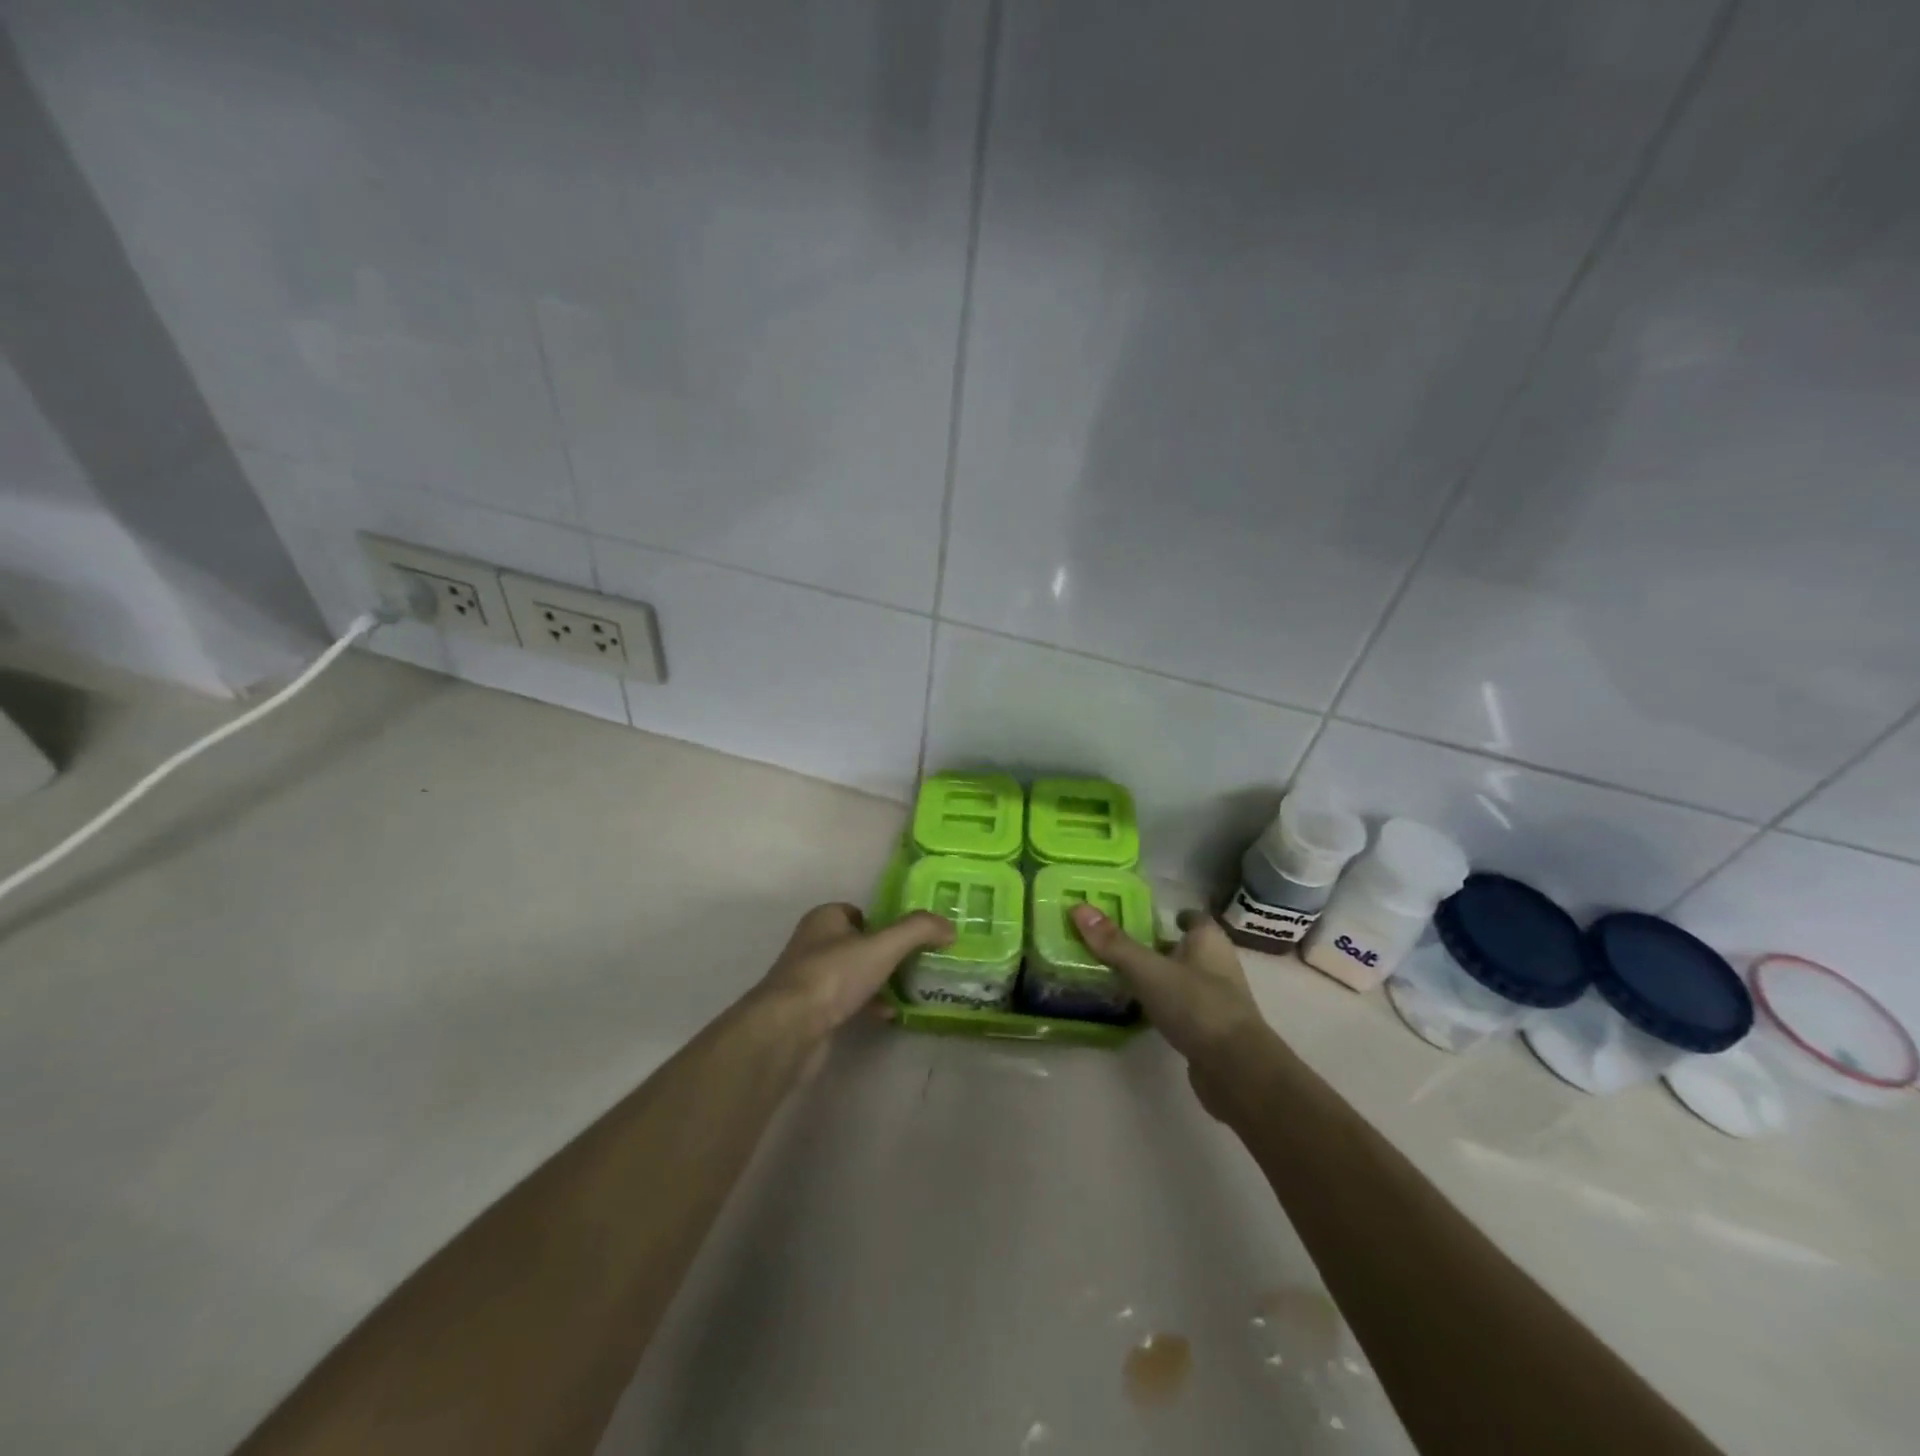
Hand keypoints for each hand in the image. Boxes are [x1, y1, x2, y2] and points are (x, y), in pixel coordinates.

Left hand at [757, 903, 953, 1038]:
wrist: (789, 1028)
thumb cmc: (834, 975)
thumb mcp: (883, 946)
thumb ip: (918, 931)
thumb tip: (949, 927)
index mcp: (824, 919)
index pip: (858, 912)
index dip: (883, 923)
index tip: (909, 938)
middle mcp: (813, 944)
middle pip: (857, 943)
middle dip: (884, 954)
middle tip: (915, 964)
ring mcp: (809, 979)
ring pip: (852, 974)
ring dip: (877, 981)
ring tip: (908, 990)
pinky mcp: (809, 1011)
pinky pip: (846, 1001)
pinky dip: (867, 1005)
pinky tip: (887, 1014)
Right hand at [1071, 904, 1287, 1120]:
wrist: (1236, 1069)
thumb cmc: (1196, 1005)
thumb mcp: (1148, 970)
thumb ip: (1114, 943)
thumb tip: (1079, 907)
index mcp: (1209, 941)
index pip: (1194, 918)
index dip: (1174, 915)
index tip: (1145, 917)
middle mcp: (1218, 965)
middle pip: (1186, 948)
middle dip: (1159, 945)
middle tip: (1122, 945)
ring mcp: (1218, 1000)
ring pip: (1184, 979)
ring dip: (1160, 977)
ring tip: (1124, 976)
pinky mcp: (1212, 1031)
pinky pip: (1183, 1008)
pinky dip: (1165, 1006)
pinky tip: (1141, 1011)